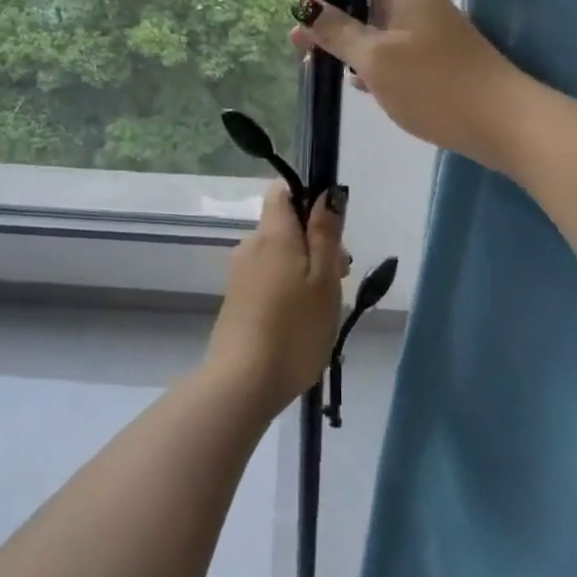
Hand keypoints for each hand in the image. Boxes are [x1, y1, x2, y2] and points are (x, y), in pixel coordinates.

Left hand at [205, 184, 347, 415]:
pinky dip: (287, 288)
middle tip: (340, 279)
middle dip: (315, 242)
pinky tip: (301, 321)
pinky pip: (268, 277)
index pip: (282, 191)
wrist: (241, 385)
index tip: (331, 229)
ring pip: (279, 254)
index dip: (308, 198)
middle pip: (286, 225)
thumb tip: (326, 191)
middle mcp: (251, 245)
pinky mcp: (236, 299)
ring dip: (304, 269)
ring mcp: (240, 273)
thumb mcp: (324, 280)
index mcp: (273, 234)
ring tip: (324, 308)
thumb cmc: (294, 330)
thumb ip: (325, 233)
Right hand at [291, 0, 530, 172]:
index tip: (300, 16)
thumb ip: (338, 31)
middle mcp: (421, 5)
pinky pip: (399, 55)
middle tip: (304, 48)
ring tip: (325, 68)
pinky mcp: (442, 63)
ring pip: (382, 32)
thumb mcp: (375, 58)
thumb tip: (306, 5)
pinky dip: (378, 65)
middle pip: (368, 4)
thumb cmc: (433, 84)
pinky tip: (362, 86)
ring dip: (354, 47)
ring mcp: (434, 35)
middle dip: (335, 23)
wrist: (503, 123)